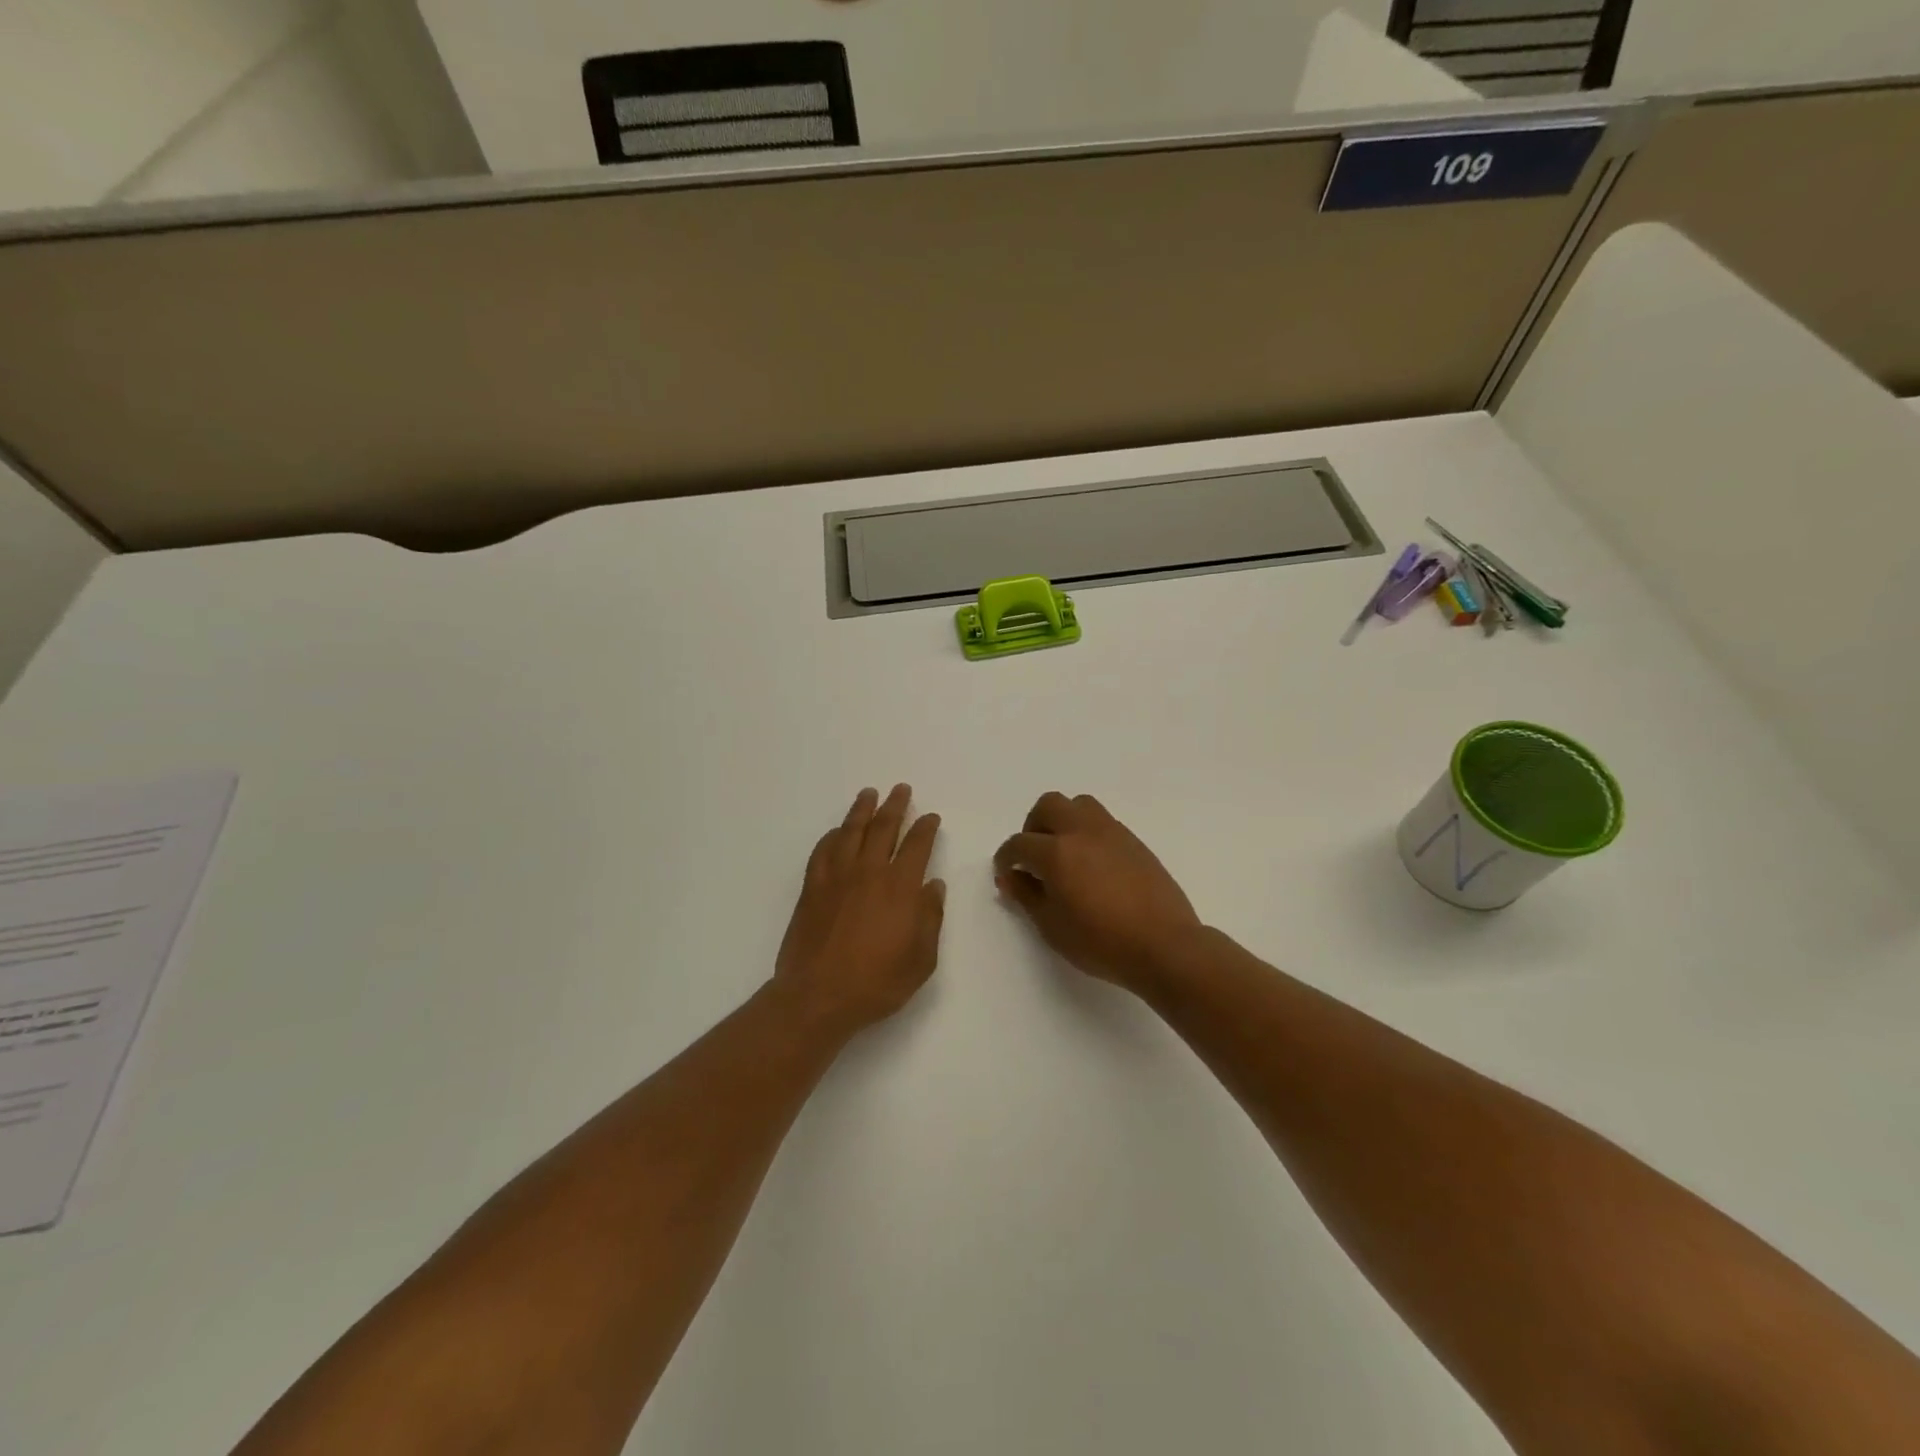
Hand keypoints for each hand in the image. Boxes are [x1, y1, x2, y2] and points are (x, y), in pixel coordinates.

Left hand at [775, 785, 945, 1036]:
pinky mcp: (812, 888)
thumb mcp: (921, 959)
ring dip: (862, 810)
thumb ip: (930, 918)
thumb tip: (933, 886)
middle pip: (883, 828)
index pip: (917, 845)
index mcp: (900, 887)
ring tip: (869, 794)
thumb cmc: (877, 983)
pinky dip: (832, 836)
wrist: (818, 996)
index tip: (931, 817)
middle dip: (895, 806)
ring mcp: (836, 877)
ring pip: (850, 831)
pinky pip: (822, 851)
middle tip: (901, 789)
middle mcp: (868, 872)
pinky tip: (837, 832)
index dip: (926, 828)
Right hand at [994, 792, 1201, 996]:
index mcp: (1057, 852)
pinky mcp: (1134, 841)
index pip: (1019, 843)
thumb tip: (1011, 876)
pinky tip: (1092, 865)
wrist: (1164, 945)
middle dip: (1033, 827)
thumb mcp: (1052, 926)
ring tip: (1064, 854)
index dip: (1006, 857)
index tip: (1006, 873)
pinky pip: (1103, 822)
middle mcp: (1082, 831)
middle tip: (1034, 857)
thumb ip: (1026, 895)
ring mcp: (1112, 832)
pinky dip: (1088, 833)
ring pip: (1079, 805)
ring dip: (1063, 821)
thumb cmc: (1101, 942)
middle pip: (1048, 806)